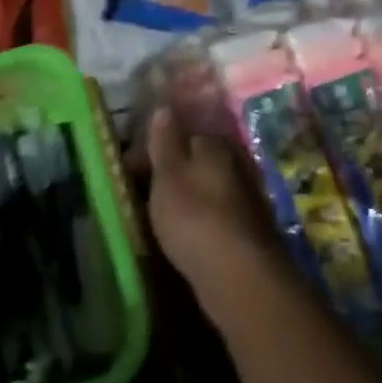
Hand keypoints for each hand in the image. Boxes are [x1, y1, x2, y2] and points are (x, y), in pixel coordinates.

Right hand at [146, 108, 285, 313]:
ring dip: (187, 199)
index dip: (155, 151)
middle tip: (144, 196)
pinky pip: (217, 216)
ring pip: (207, 189)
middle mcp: (236, 164)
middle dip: (172, 174)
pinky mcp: (249, 230)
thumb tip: (164, 108)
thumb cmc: (194, 216)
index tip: (132, 171)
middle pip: (196, 162)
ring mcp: (246, 198)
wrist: (238, 274)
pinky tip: (187, 237)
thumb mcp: (169, 175)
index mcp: (215, 145)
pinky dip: (201, 221)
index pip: (182, 136)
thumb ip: (165, 141)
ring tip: (160, 219)